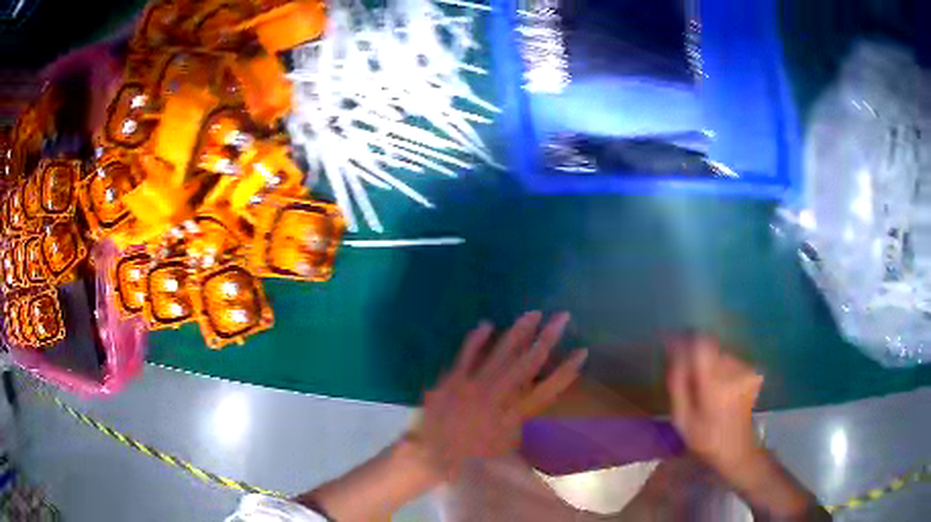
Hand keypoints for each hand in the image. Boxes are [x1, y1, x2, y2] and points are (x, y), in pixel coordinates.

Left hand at [411, 311, 587, 478]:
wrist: (433, 457)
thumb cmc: (473, 457)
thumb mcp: (508, 445)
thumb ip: (523, 422)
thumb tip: (535, 400)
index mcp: (514, 416)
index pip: (548, 389)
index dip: (566, 370)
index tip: (582, 351)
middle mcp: (498, 397)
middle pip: (528, 363)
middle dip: (548, 338)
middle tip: (563, 316)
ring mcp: (473, 386)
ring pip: (501, 353)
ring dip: (519, 331)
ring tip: (534, 313)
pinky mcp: (452, 381)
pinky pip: (466, 354)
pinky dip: (477, 339)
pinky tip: (488, 324)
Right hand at [666, 336, 763, 473]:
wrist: (738, 450)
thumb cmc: (706, 440)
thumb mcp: (682, 419)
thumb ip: (677, 385)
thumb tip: (672, 356)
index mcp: (715, 384)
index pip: (700, 345)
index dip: (684, 341)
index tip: (670, 344)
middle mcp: (732, 370)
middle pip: (708, 346)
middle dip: (693, 353)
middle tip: (682, 371)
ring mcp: (744, 369)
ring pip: (717, 352)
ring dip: (705, 360)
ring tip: (698, 382)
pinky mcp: (749, 370)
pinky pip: (726, 359)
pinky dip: (716, 366)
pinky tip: (713, 385)